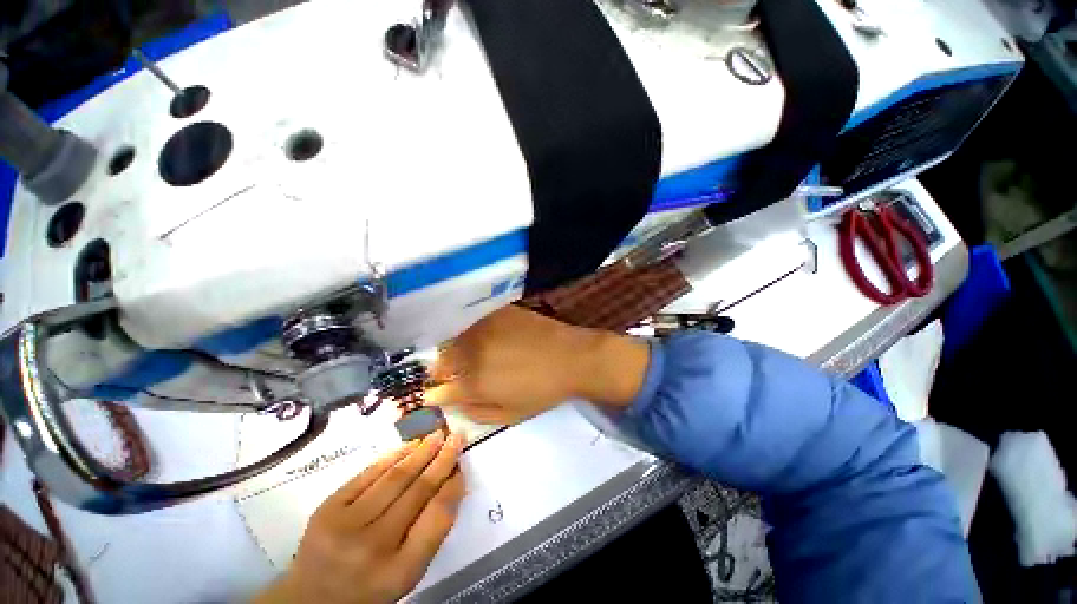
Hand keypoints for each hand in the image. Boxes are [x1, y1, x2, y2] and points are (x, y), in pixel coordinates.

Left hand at [253, 432, 465, 603]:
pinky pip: (368, 475)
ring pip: (394, 478)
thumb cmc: (370, 587)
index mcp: (399, 571)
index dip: (453, 486)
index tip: (462, 466)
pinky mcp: (327, 509)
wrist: (312, 598)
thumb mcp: (408, 573)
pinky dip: (392, 457)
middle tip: (457, 438)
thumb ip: (432, 531)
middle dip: (442, 460)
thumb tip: (452, 483)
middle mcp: (373, 547)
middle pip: (417, 492)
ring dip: (421, 452)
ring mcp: (346, 525)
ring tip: (437, 435)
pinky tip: (408, 446)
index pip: (437, 518)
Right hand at [424, 305, 649, 424]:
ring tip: (472, 352)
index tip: (440, 391)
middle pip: (441, 361)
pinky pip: (473, 321)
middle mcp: (471, 352)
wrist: (571, 357)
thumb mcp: (509, 414)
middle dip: (444, 369)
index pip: (437, 390)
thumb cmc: (542, 391)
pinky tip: (486, 335)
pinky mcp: (496, 312)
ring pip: (454, 338)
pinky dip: (472, 330)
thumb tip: (452, 402)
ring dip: (456, 348)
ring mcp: (483, 328)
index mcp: (473, 383)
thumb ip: (475, 411)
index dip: (437, 392)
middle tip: (458, 372)